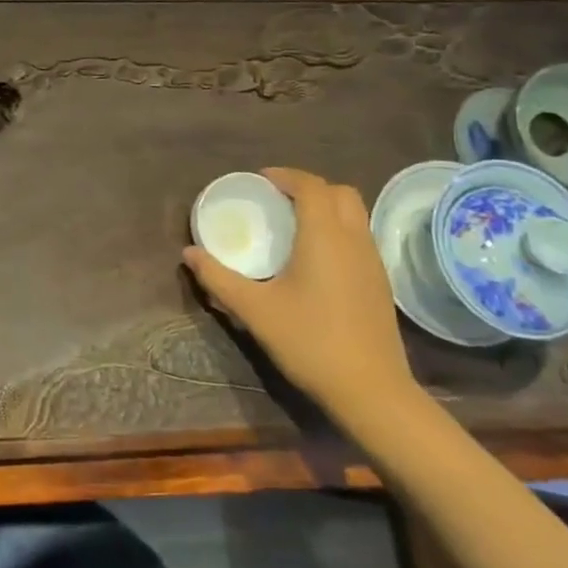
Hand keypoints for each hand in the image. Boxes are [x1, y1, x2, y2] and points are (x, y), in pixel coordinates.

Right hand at [183, 167, 416, 421]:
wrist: (371, 391)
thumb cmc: (309, 342)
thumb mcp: (254, 309)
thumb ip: (218, 277)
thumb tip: (188, 253)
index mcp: (324, 237)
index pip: (311, 186)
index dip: (285, 175)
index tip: (259, 181)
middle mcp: (354, 240)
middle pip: (341, 193)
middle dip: (309, 188)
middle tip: (277, 200)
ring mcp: (373, 263)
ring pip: (355, 215)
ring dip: (326, 209)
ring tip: (293, 226)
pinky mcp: (380, 284)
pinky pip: (359, 238)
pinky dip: (337, 231)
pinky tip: (314, 260)